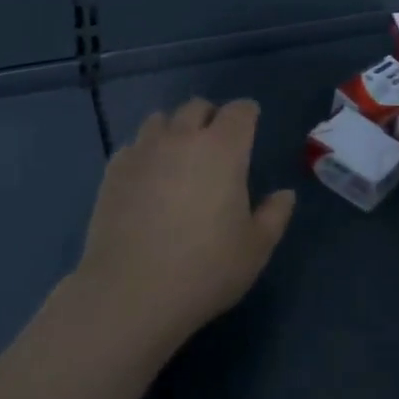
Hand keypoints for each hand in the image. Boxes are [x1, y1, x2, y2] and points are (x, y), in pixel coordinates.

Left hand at [73, 97, 294, 356]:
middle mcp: (182, 138)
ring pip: (161, 119)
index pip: (240, 111)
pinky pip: (134, 145)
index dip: (247, 114)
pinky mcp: (114, 169)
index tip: (251, 125)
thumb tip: (284, 194)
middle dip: (210, 117)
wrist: (130, 292)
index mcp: (223, 149)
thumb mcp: (255, 249)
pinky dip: (145, 152)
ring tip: (178, 156)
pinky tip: (147, 178)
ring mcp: (144, 150)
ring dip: (174, 129)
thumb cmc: (204, 269)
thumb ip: (274, 215)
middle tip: (216, 143)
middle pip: (197, 106)